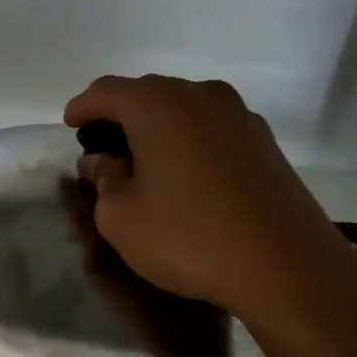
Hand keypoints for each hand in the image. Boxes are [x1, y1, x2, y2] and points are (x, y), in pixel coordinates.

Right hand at [63, 75, 356, 328]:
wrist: (286, 266)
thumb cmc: (188, 237)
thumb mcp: (121, 218)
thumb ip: (103, 180)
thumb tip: (100, 162)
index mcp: (158, 106)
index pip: (107, 91)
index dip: (82, 106)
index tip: (70, 125)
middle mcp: (200, 97)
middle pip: (147, 92)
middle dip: (119, 113)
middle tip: (102, 142)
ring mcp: (239, 116)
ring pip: (183, 106)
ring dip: (156, 124)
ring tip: (141, 155)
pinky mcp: (264, 142)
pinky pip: (211, 126)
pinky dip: (187, 137)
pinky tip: (182, 169)